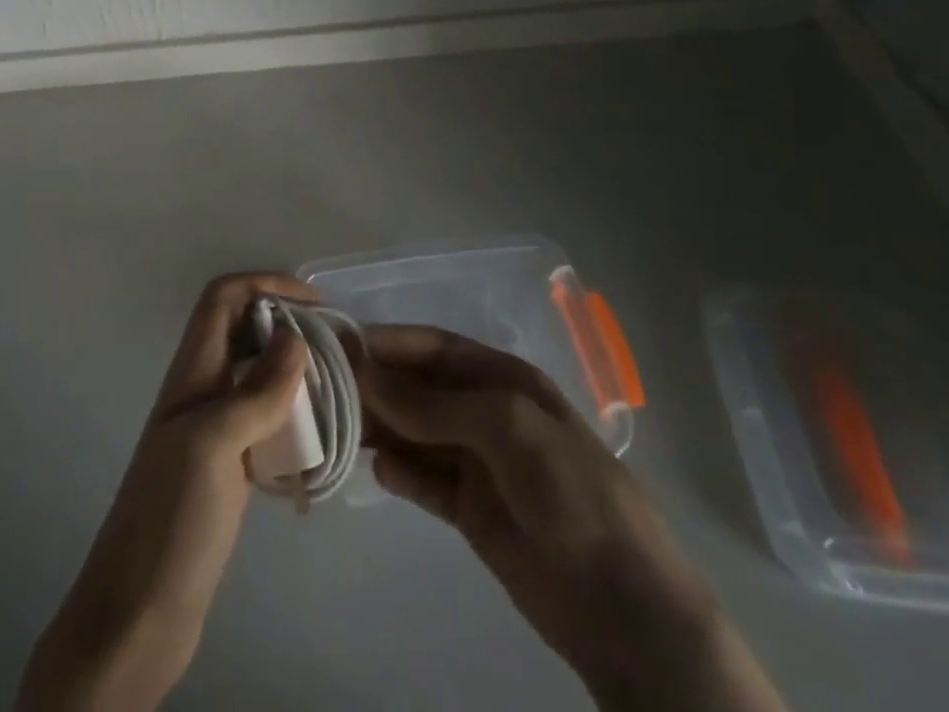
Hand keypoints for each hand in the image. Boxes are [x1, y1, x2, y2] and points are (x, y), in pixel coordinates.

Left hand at [17, 273, 313, 711]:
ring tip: (337, 389)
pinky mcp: (227, 468)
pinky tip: (320, 443)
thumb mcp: (213, 445)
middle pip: (242, 330)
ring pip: (256, 376)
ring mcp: (213, 430)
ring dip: (293, 373)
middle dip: (287, 324)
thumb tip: (296, 336)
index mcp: (191, 372)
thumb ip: (255, 391)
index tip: (316, 303)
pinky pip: (264, 423)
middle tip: (336, 347)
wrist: (137, 614)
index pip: (223, 298)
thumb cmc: (171, 519)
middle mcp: (201, 390)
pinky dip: (292, 419)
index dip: (265, 285)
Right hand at [359, 325, 784, 711]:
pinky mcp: (470, 509)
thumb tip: (366, 375)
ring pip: (414, 432)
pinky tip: (378, 472)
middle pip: (418, 388)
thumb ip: (433, 402)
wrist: (623, 604)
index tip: (339, 346)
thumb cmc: (569, 489)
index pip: (433, 347)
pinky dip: (399, 473)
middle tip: (326, 391)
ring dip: (381, 428)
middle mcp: (484, 411)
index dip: (388, 343)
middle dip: (377, 385)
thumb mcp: (506, 426)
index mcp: (501, 378)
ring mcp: (477, 461)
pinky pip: (423, 480)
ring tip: (339, 429)